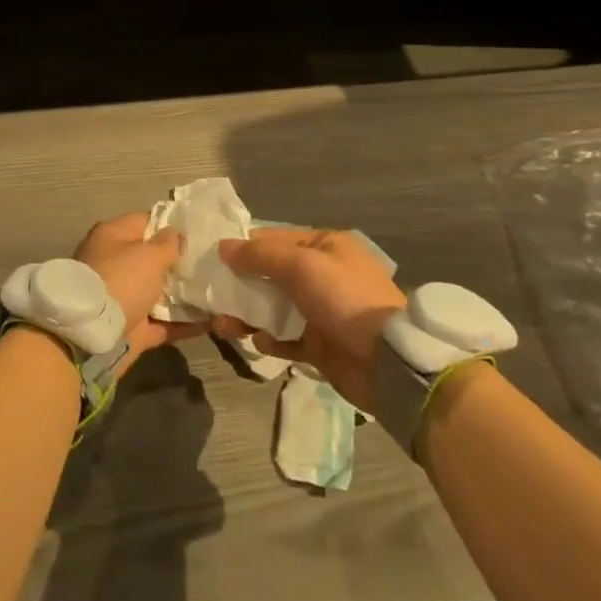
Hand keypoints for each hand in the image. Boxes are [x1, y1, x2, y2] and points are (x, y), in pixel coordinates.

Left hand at [72, 211, 203, 375]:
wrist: (91, 336)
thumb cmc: (120, 281)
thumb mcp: (147, 254)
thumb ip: (167, 243)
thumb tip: (175, 234)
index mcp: (113, 237)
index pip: (145, 222)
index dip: (171, 226)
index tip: (199, 233)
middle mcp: (116, 264)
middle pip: (152, 259)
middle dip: (180, 262)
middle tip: (214, 263)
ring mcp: (123, 297)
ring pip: (159, 292)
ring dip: (185, 294)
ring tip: (219, 291)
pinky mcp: (132, 328)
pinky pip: (163, 322)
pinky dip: (184, 323)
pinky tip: (213, 321)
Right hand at [209, 228, 404, 409]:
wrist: (387, 362)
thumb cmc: (343, 299)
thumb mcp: (300, 265)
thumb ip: (259, 255)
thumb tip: (223, 246)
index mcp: (326, 247)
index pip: (276, 238)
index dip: (245, 246)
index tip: (214, 257)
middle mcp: (324, 275)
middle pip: (271, 274)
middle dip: (241, 285)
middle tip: (213, 295)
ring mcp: (323, 311)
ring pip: (275, 308)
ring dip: (248, 314)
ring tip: (224, 326)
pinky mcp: (321, 345)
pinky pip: (286, 339)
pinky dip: (270, 340)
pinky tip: (259, 343)